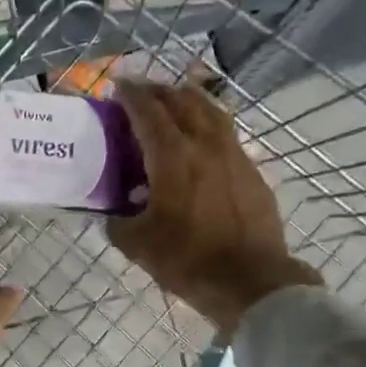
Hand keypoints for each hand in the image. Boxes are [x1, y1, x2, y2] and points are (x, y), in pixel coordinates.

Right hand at [108, 81, 321, 332]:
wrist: (250, 280)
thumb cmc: (188, 260)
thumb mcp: (138, 245)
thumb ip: (118, 223)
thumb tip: (113, 215)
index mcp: (174, 157)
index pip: (149, 112)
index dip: (131, 95)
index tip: (118, 86)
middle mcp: (206, 144)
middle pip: (182, 101)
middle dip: (158, 91)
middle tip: (140, 92)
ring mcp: (234, 155)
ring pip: (211, 111)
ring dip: (187, 100)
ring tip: (173, 103)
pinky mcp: (252, 171)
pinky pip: (226, 134)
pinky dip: (207, 125)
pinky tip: (200, 141)